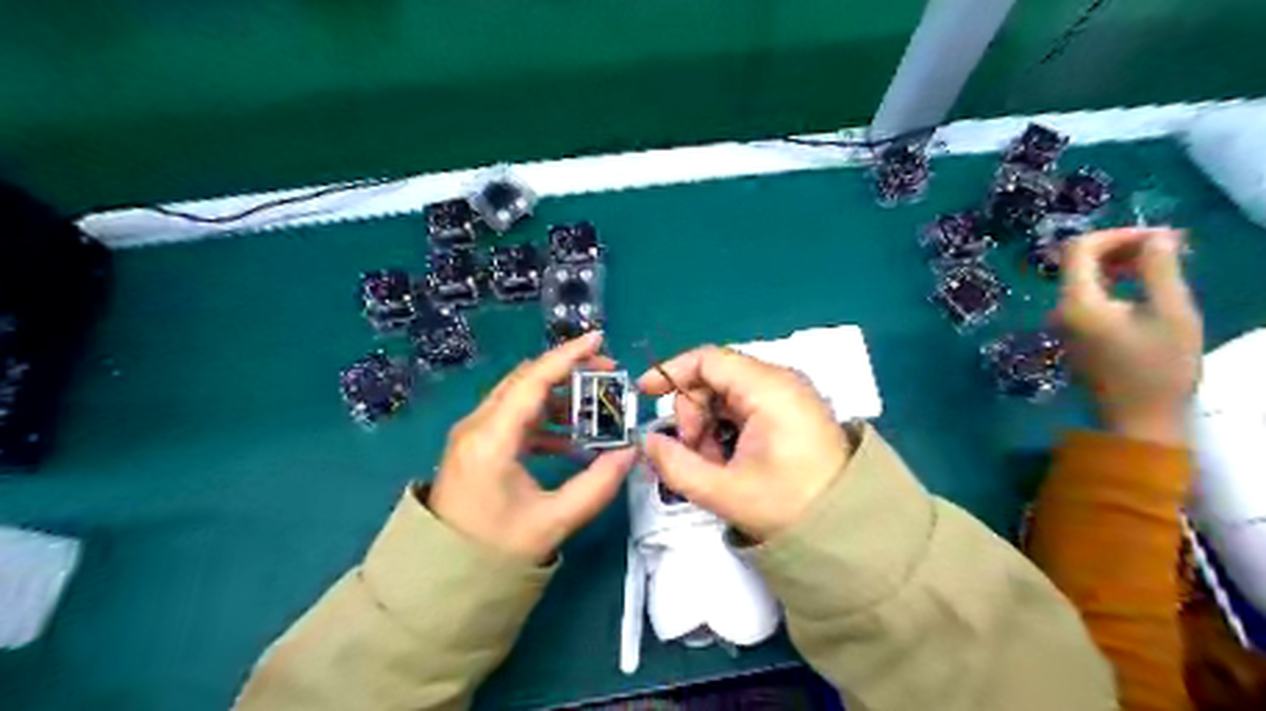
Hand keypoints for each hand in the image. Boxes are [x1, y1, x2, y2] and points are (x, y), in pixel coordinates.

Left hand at [432, 333, 637, 566]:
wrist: (442, 580)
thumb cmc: (494, 551)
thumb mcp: (553, 521)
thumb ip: (597, 485)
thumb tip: (630, 452)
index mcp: (492, 439)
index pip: (533, 381)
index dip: (568, 357)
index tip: (599, 339)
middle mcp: (478, 426)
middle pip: (526, 381)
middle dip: (568, 372)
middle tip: (607, 375)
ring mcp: (473, 435)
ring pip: (520, 398)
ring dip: (558, 397)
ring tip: (594, 409)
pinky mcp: (476, 447)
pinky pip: (514, 419)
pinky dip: (544, 420)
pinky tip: (570, 440)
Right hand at [639, 345, 844, 538]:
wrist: (849, 528)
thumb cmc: (789, 505)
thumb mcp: (723, 491)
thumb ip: (675, 465)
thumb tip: (649, 442)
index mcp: (767, 388)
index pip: (707, 359)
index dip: (671, 373)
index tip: (645, 394)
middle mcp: (780, 381)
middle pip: (715, 378)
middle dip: (692, 413)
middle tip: (692, 452)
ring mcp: (788, 394)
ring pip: (727, 394)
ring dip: (708, 425)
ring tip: (714, 464)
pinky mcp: (791, 410)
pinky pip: (745, 407)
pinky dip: (727, 429)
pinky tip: (730, 460)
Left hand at [1061, 230, 1199, 445]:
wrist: (1137, 420)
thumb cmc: (1159, 369)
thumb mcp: (1171, 313)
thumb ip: (1159, 269)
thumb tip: (1156, 236)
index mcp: (1076, 303)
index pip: (1080, 249)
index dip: (1118, 234)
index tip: (1161, 237)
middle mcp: (1059, 310)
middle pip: (1078, 262)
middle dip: (1121, 247)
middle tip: (1170, 247)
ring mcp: (1061, 324)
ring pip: (1083, 279)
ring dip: (1119, 265)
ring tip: (1163, 265)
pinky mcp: (1071, 335)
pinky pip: (1086, 298)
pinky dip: (1112, 285)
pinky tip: (1144, 288)